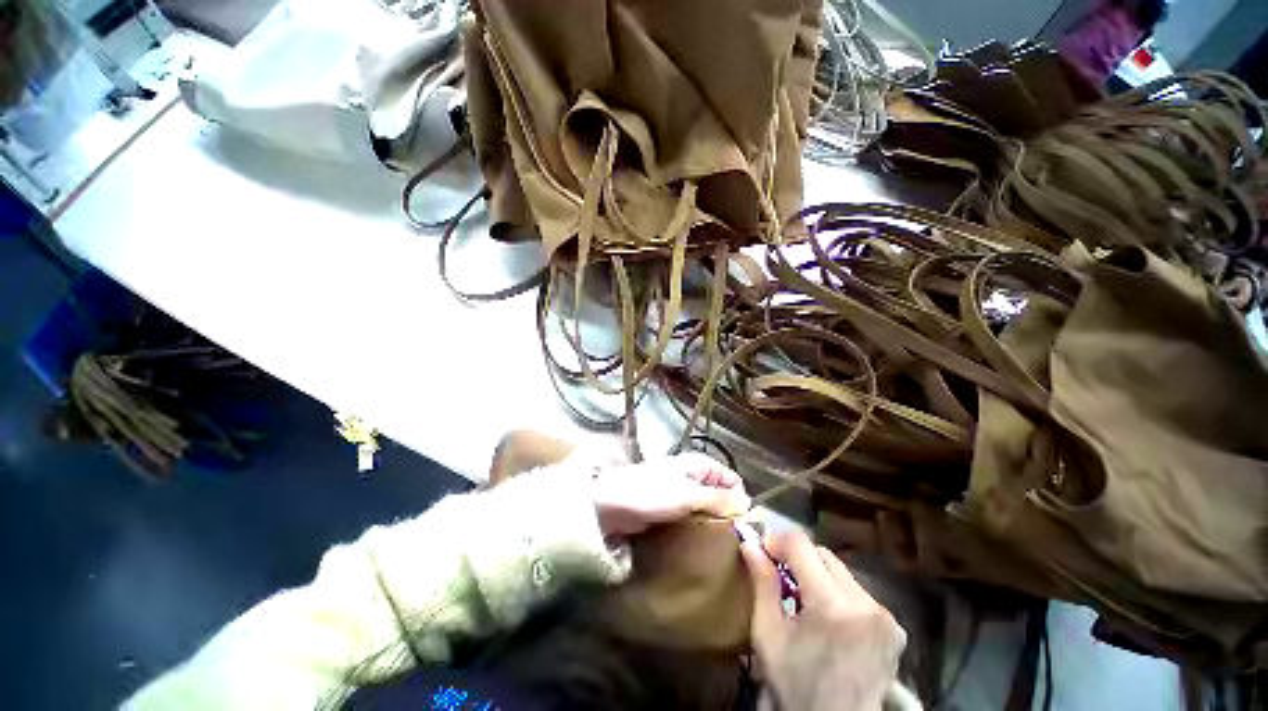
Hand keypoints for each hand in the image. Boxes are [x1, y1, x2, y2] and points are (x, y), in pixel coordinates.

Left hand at [591, 452, 750, 536]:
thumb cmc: (651, 494)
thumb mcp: (688, 495)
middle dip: (726, 512)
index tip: (741, 524)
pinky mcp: (670, 507)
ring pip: (707, 506)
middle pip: (720, 493)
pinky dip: (699, 525)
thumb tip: (747, 503)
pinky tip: (700, 540)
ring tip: (717, 542)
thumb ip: (718, 499)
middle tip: (730, 538)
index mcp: (699, 464)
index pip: (731, 478)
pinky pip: (693, 515)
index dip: (739, 499)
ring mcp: (681, 491)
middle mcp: (693, 475)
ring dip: (712, 521)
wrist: (612, 505)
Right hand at [741, 530, 905, 710]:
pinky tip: (828, 617)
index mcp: (832, 605)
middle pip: (822, 555)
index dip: (777, 541)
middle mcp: (865, 603)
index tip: (762, 552)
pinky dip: (837, 593)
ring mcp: (885, 616)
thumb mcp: (768, 634)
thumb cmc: (795, 685)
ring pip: (840, 571)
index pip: (801, 544)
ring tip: (802, 600)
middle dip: (797, 558)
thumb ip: (762, 582)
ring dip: (817, 575)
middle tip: (779, 577)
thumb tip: (748, 541)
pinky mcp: (894, 627)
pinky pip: (857, 591)